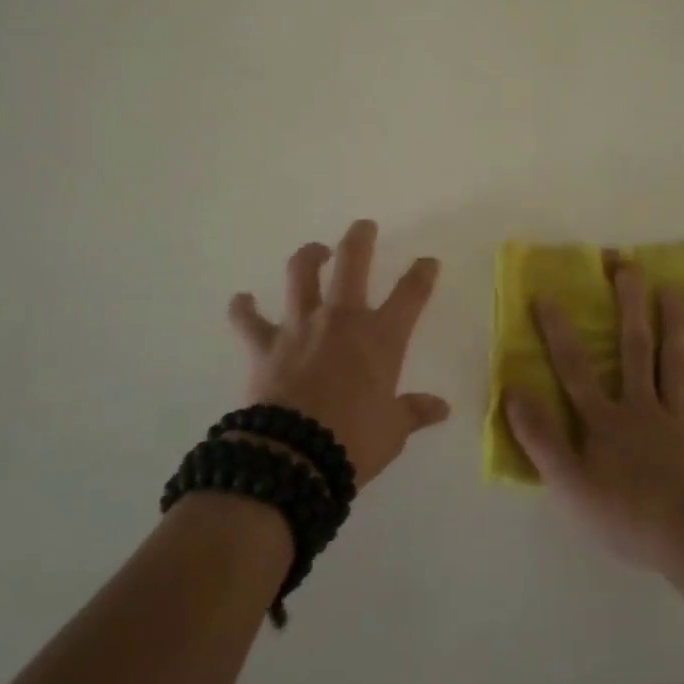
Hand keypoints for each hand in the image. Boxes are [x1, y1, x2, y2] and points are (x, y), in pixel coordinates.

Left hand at [227, 219, 450, 487]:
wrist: (294, 457)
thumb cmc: (354, 442)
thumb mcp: (392, 431)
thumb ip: (414, 412)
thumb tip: (441, 408)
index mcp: (381, 338)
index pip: (410, 295)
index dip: (421, 274)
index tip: (428, 261)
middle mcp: (342, 321)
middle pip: (353, 263)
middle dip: (360, 239)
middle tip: (363, 227)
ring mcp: (301, 328)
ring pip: (301, 275)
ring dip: (308, 256)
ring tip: (315, 251)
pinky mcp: (265, 345)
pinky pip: (248, 321)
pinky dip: (243, 309)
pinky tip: (241, 300)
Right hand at [503, 263, 683, 567]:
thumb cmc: (622, 513)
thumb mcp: (566, 481)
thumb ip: (538, 436)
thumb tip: (511, 391)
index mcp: (603, 419)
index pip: (574, 368)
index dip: (558, 332)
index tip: (547, 295)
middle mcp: (639, 407)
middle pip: (633, 350)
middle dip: (629, 307)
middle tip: (629, 268)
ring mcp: (675, 420)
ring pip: (673, 364)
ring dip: (672, 326)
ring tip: (672, 290)